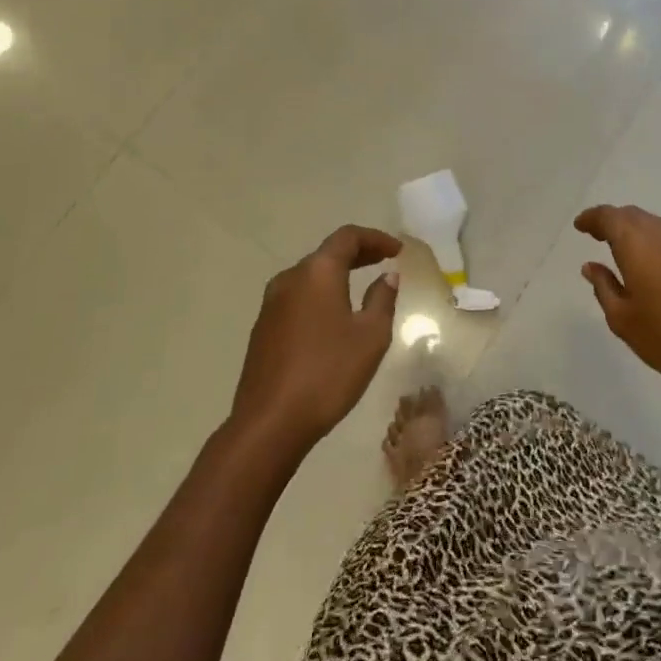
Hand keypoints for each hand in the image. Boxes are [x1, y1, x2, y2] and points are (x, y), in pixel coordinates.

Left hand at [230, 225, 402, 454]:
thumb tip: (386, 277)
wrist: (269, 423)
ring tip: (361, 286)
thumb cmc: (328, 373)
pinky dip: (320, 294)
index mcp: (317, 272)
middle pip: (327, 253)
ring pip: (310, 276)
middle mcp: (290, 278)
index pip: (347, 237)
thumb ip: (382, 299)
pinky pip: (298, 297)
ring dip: (337, 274)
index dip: (375, 238)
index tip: (397, 250)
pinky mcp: (263, 328)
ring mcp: (271, 303)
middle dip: (358, 254)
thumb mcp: (371, 336)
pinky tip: (333, 316)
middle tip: (384, 261)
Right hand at [575, 204, 660, 397]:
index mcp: (638, 246)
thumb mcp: (623, 319)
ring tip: (625, 248)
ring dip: (637, 229)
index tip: (580, 226)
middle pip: (634, 215)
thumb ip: (604, 288)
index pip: (610, 217)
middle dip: (613, 220)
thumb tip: (591, 266)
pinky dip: (658, 243)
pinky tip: (657, 265)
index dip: (592, 218)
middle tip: (598, 234)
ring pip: (657, 225)